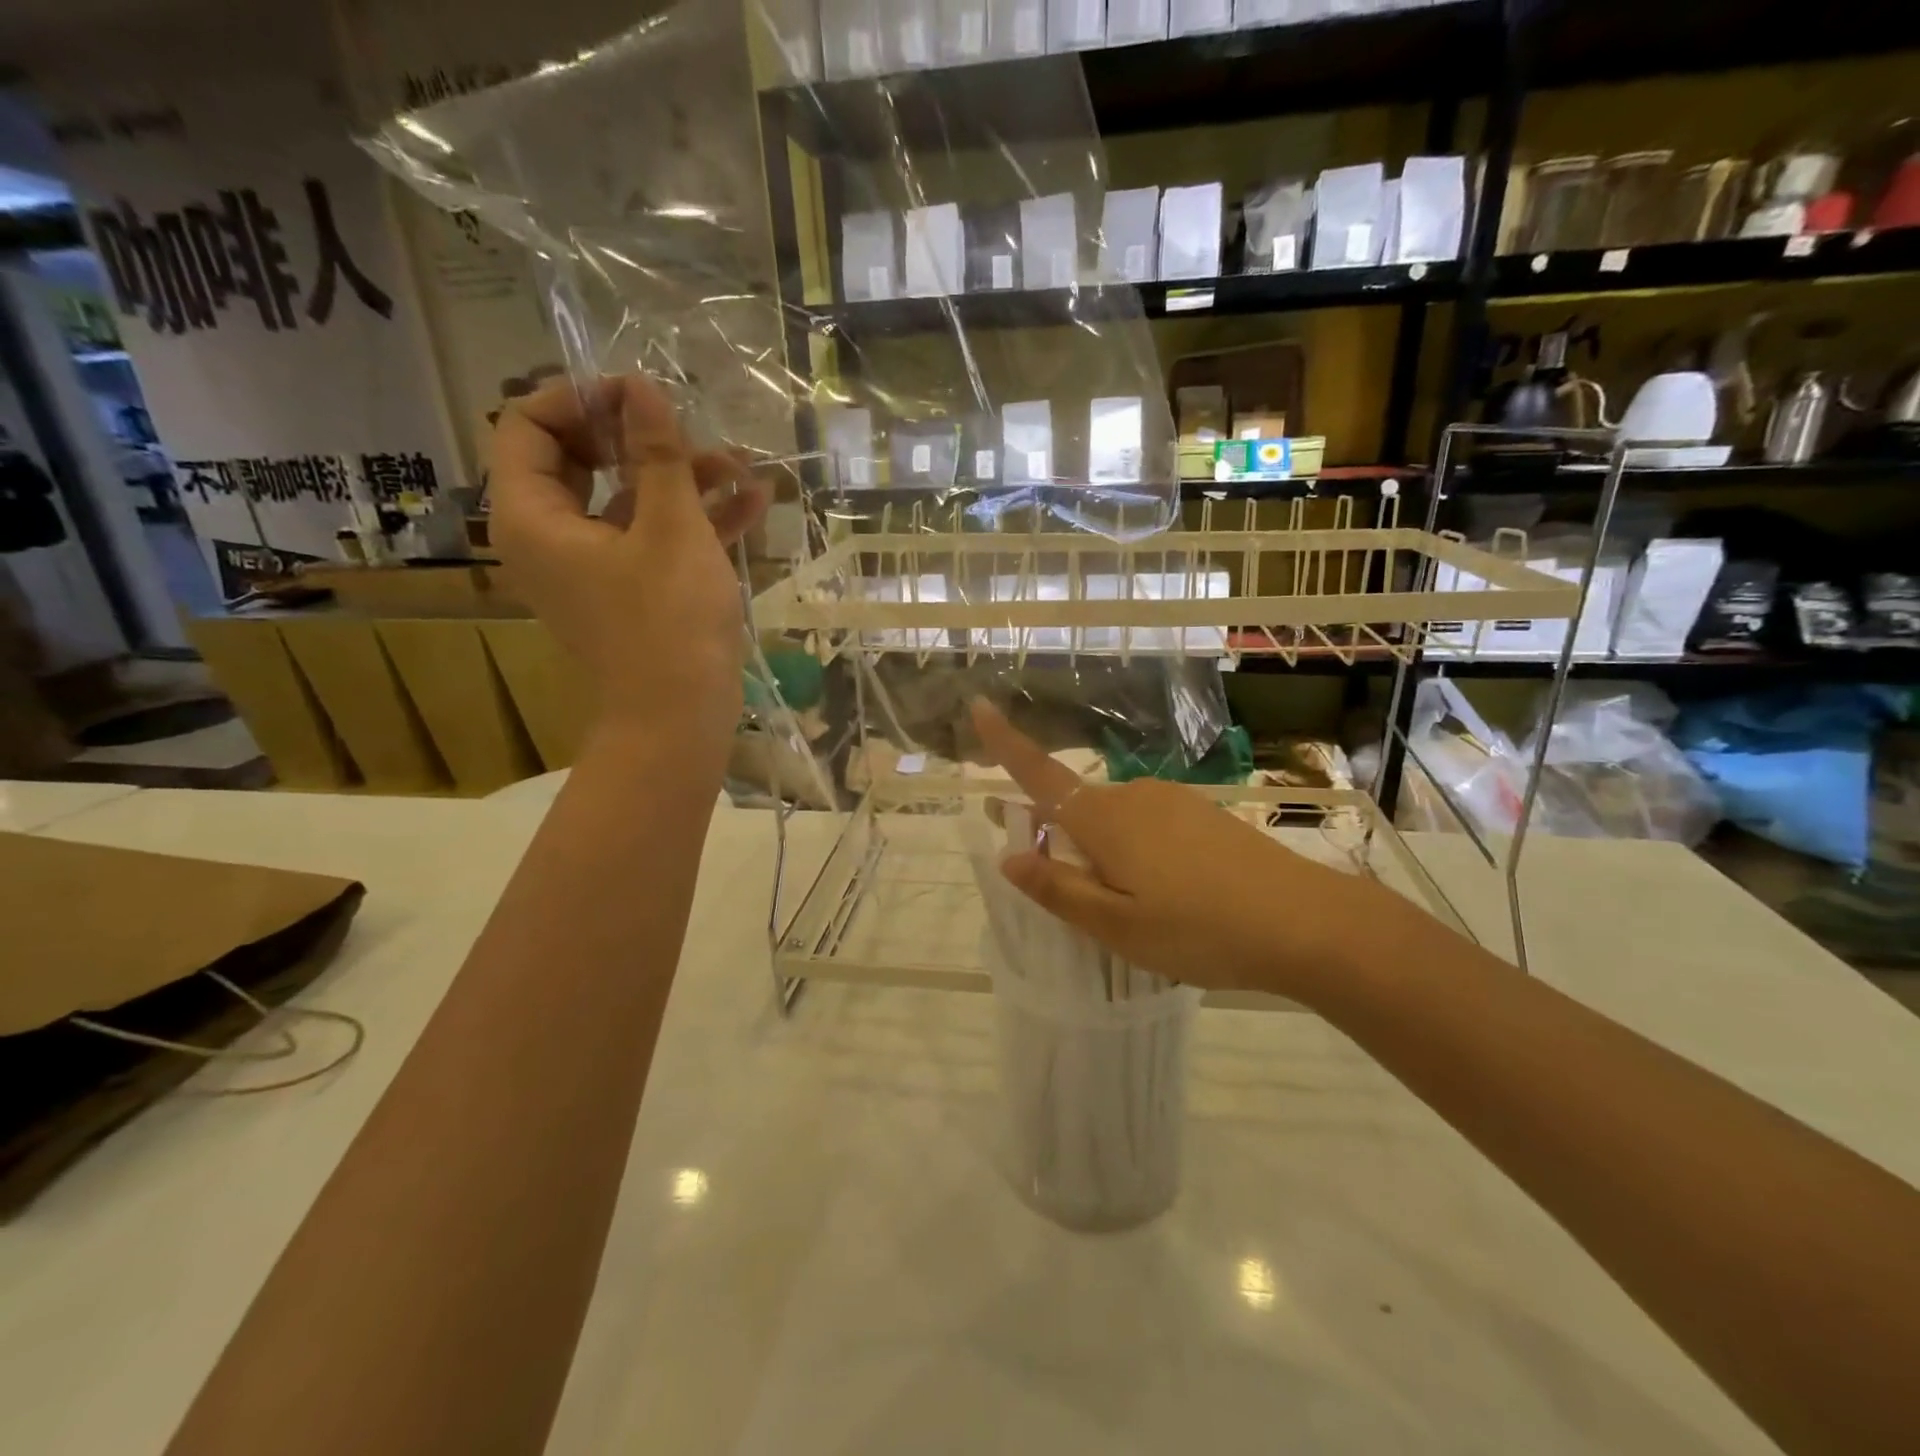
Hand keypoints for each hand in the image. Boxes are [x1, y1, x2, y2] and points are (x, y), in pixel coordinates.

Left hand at [490, 375, 767, 736]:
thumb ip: (657, 454)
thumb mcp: (670, 529)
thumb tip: (642, 388)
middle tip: (688, 428)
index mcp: (533, 515)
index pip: (530, 424)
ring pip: (628, 497)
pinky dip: (695, 518)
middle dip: (642, 437)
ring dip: (683, 477)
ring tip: (743, 465)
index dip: (582, 398)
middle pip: (581, 457)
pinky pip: (654, 537)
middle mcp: (553, 534)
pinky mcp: (633, 588)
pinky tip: (754, 501)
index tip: (641, 396)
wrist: (679, 720)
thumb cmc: (668, 622)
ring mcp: (595, 564)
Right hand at [970, 699, 1418, 1003]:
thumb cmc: (1199, 928)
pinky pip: (1151, 828)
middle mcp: (1134, 796)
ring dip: (1107, 855)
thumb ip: (1058, 889)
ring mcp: (1174, 801)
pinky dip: (1141, 855)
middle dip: (1064, 841)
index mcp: (1104, 819)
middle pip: (1078, 810)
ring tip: (1140, 914)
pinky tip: (1175, 897)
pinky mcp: (1204, 814)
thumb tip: (1008, 857)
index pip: (1040, 775)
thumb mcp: (1117, 925)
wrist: (1306, 922)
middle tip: (1082, 901)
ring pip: (1117, 823)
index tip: (979, 706)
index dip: (1006, 743)